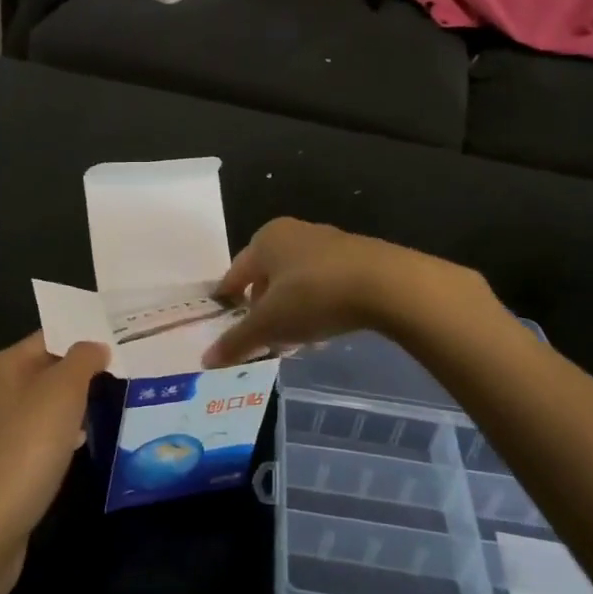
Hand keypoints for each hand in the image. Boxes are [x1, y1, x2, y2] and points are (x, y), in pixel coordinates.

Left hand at [0, 333, 108, 570]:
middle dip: (82, 373)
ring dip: (73, 407)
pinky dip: (60, 436)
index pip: (48, 337)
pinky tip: (81, 447)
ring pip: (43, 405)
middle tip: (124, 373)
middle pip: (45, 370)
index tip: (121, 341)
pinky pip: (37, 437)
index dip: (84, 338)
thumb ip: (83, 360)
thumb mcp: (63, 392)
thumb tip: (96, 345)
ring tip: (111, 406)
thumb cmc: (25, 448)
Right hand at [202, 218, 484, 367]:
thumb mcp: (269, 324)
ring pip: (296, 283)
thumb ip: (237, 341)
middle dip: (263, 311)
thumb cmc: (313, 296)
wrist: (386, 284)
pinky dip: (316, 307)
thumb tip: (206, 360)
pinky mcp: (356, 258)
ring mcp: (328, 243)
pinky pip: (324, 286)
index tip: (224, 323)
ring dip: (291, 312)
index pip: (235, 274)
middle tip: (262, 340)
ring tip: (294, 342)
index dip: (227, 301)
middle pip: (267, 278)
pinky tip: (323, 332)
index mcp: (265, 239)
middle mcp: (293, 233)